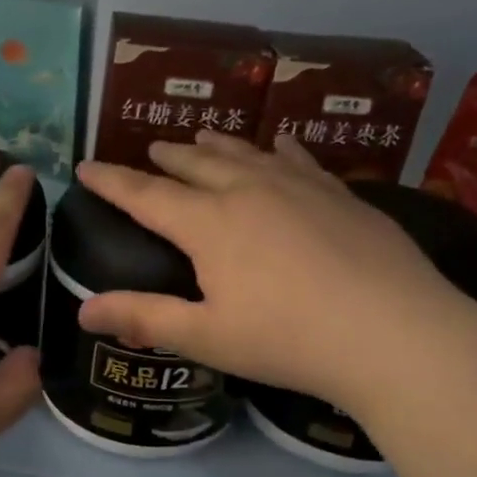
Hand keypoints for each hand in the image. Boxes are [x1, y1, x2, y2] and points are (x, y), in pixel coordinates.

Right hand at [76, 133, 467, 406]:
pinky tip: (279, 145)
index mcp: (209, 224)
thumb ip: (144, 318)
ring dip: (217, 145)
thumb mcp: (206, 336)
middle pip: (196, 165)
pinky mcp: (340, 194)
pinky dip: (279, 150)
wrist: (394, 333)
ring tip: (200, 136)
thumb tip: (83, 310)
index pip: (145, 195)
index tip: (85, 166)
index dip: (111, 182)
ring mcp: (299, 187)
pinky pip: (299, 160)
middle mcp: (249, 191)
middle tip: (150, 151)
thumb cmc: (288, 339)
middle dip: (167, 158)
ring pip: (246, 154)